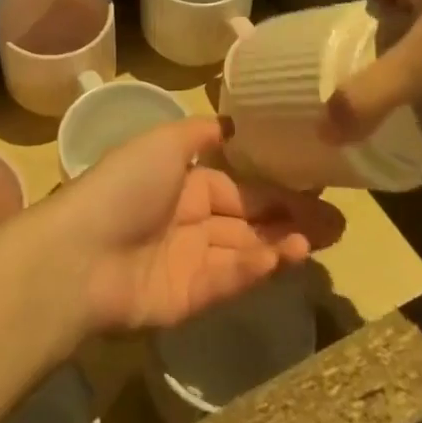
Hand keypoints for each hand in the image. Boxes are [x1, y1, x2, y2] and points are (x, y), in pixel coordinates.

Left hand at [48, 116, 344, 332]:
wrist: (82, 253)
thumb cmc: (125, 186)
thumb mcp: (162, 142)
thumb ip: (200, 134)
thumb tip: (234, 124)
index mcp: (181, 182)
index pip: (238, 186)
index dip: (275, 188)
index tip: (318, 188)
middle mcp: (188, 220)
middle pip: (248, 220)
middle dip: (291, 219)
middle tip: (339, 222)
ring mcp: (189, 261)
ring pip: (245, 250)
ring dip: (282, 243)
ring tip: (323, 237)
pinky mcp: (189, 298)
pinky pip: (230, 278)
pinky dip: (257, 267)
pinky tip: (287, 255)